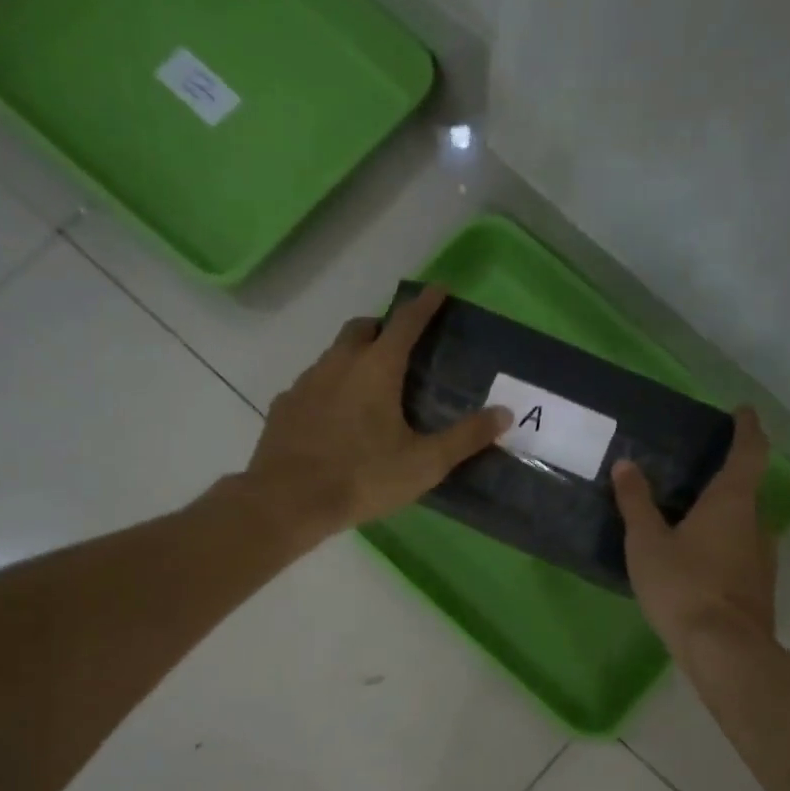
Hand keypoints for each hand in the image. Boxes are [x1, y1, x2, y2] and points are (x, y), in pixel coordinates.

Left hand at [243, 286, 510, 537]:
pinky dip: (328, 388)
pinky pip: (311, 385)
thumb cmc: (362, 478)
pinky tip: (333, 417)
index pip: (405, 322)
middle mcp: (338, 364)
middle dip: (382, 327)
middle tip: (399, 345)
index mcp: (376, 369)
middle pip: (361, 329)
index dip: (424, 304)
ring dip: (353, 357)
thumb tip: (505, 413)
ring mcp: (305, 383)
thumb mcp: (424, 463)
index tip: (438, 289)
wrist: (288, 501)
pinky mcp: (284, 406)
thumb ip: (465, 438)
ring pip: (333, 355)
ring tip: (368, 386)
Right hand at [613, 406, 777, 657]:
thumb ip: (636, 503)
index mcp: (732, 502)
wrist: (724, 650)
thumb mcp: (648, 543)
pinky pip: (741, 551)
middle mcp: (756, 523)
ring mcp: (762, 557)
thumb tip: (626, 464)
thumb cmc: (683, 586)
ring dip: (723, 514)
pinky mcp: (759, 586)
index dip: (748, 428)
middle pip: (747, 488)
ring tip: (689, 518)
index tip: (743, 411)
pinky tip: (696, 560)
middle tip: (695, 472)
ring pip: (744, 523)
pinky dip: (722, 544)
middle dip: (726, 476)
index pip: (750, 452)